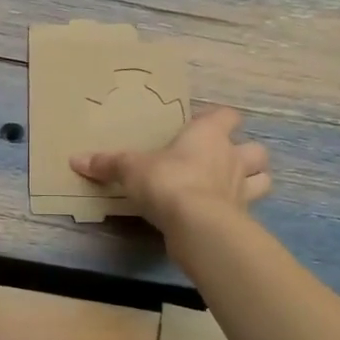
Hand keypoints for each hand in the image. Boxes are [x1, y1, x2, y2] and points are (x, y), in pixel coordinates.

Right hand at [70, 106, 270, 234]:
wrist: (197, 225)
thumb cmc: (167, 182)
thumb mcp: (130, 169)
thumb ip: (107, 163)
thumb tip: (75, 159)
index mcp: (208, 135)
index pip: (227, 115)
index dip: (219, 119)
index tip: (202, 126)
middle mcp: (231, 157)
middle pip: (256, 149)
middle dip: (245, 153)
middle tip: (222, 161)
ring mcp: (242, 190)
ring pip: (263, 179)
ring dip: (252, 181)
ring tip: (232, 188)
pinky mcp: (243, 219)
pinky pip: (249, 211)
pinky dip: (240, 213)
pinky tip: (223, 217)